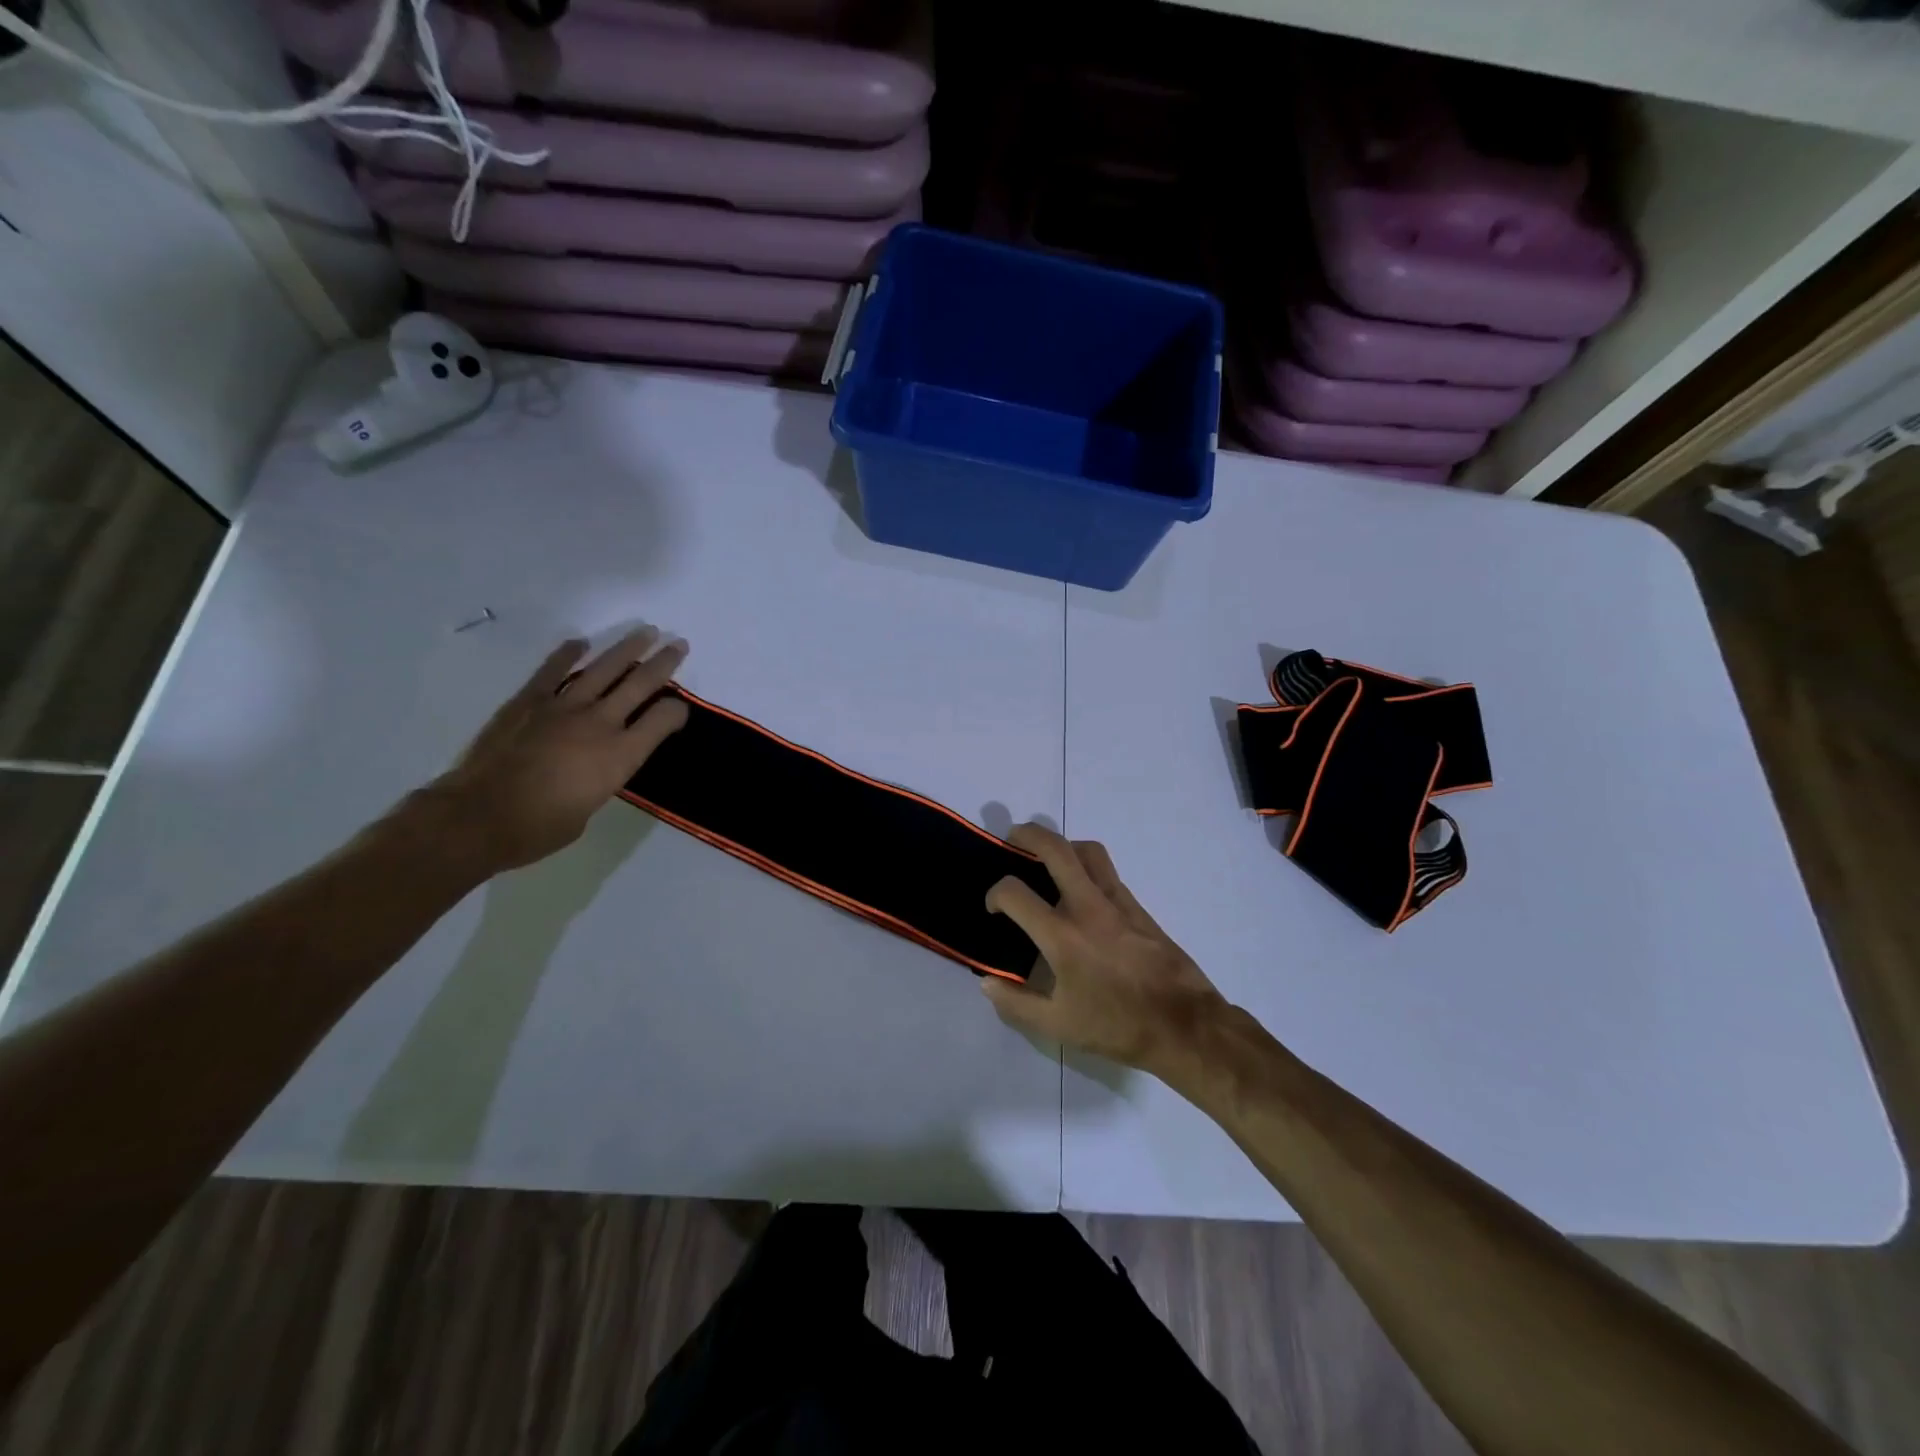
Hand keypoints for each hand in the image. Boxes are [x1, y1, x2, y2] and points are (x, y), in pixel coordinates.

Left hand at [428, 628, 689, 874]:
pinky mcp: (529, 702)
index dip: (677, 711)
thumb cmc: (540, 828)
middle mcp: (600, 723)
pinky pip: (553, 671)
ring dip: (627, 648)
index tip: (680, 709)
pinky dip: (568, 654)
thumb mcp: (590, 808)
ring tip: (645, 632)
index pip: (662, 720)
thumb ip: (600, 779)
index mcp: (620, 756)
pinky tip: (581, 643)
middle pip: (640, 684)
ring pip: (603, 668)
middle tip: (679, 644)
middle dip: (663, 663)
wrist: (479, 817)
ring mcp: (563, 707)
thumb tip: (593, 767)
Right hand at [981, 824, 1227, 1076]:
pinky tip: (1080, 890)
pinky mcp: (1138, 907)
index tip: (994, 908)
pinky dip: (1086, 867)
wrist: (1184, 1025)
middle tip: (1012, 840)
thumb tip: (987, 982)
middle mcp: (1088, 907)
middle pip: (1056, 849)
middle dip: (1028, 835)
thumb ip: (1015, 1003)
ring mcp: (1117, 902)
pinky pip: (1107, 871)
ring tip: (1048, 859)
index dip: (995, 893)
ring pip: (1088, 851)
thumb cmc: (1117, 1026)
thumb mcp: (1057, 1026)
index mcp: (1062, 936)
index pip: (1015, 892)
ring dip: (1062, 845)